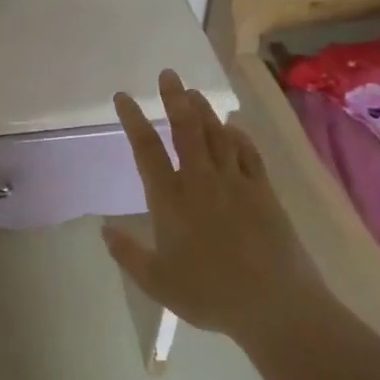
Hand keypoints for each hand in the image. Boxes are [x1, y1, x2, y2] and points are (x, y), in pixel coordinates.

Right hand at [102, 71, 307, 341]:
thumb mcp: (157, 282)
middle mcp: (201, 181)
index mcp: (170, 199)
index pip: (146, 150)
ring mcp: (236, 183)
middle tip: (168, 74)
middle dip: (174, 98)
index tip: (123, 97)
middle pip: (185, 129)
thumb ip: (128, 254)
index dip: (133, 120)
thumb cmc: (209, 294)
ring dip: (204, 110)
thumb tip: (104, 229)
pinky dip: (239, 136)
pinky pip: (249, 154)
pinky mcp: (264, 192)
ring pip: (217, 135)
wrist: (275, 306)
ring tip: (194, 92)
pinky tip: (234, 127)